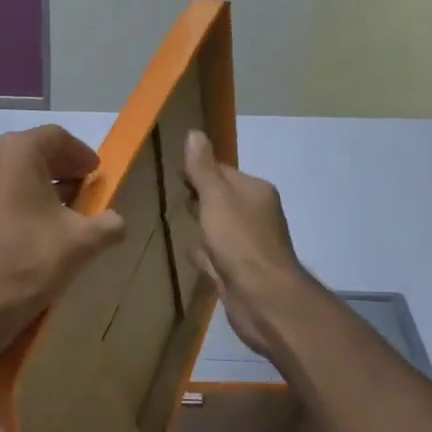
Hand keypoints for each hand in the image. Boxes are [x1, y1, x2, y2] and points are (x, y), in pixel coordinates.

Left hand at [0, 125, 126, 350]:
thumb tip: (116, 222)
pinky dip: (23, 197)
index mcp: (17, 152)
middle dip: (63, 168)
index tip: (96, 174)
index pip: (57, 138)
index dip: (81, 154)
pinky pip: (1, 190)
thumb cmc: (34, 259)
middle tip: (86, 189)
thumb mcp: (84, 241)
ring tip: (67, 209)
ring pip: (15, 171)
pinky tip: (40, 224)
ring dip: (43, 184)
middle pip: (34, 152)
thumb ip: (109, 223)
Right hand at [183, 130, 314, 358]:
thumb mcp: (216, 199)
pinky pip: (216, 254)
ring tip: (174, 220)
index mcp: (255, 192)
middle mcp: (256, 215)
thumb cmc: (240, 242)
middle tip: (168, 194)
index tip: (171, 171)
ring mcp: (248, 245)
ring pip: (218, 228)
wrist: (263, 299)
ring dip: (201, 225)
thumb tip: (195, 133)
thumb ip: (203, 170)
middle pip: (221, 199)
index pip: (221, 171)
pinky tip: (187, 252)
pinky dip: (204, 252)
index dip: (197, 170)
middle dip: (199, 196)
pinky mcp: (239, 271)